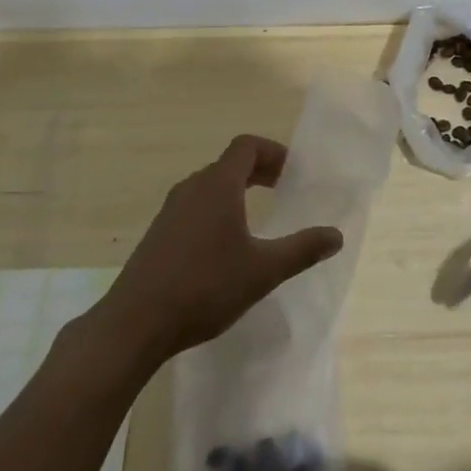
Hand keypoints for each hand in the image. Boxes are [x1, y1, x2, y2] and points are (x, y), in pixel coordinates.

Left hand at [98, 135, 342, 362]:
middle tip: (283, 190)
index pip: (246, 146)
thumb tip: (336, 235)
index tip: (292, 173)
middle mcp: (192, 187)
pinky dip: (216, 209)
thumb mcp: (263, 271)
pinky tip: (224, 246)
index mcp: (218, 185)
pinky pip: (194, 206)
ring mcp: (170, 210)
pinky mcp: (158, 233)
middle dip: (259, 171)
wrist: (134, 324)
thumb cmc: (205, 288)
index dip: (273, 152)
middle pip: (229, 163)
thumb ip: (302, 249)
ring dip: (236, 190)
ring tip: (257, 216)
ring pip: (210, 185)